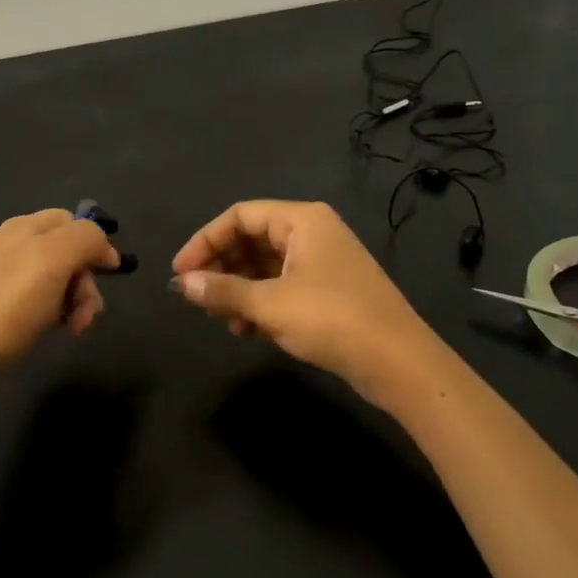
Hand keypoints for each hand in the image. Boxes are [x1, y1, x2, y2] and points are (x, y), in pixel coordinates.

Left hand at [0, 209, 120, 377]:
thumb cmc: (5, 304)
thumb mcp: (53, 259)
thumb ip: (86, 239)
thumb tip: (105, 248)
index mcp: (25, 228)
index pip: (73, 221)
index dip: (95, 243)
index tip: (108, 274)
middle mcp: (13, 246)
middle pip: (68, 253)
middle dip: (86, 281)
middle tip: (86, 313)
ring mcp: (1, 278)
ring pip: (55, 281)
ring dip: (73, 303)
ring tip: (72, 329)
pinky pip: (37, 303)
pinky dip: (52, 316)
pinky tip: (50, 332)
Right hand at [170, 200, 442, 402]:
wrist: (397, 362)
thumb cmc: (331, 319)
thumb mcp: (270, 304)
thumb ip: (223, 291)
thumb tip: (182, 284)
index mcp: (302, 220)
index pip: (240, 216)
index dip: (205, 241)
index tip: (180, 274)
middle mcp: (312, 233)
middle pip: (251, 239)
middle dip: (222, 268)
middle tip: (198, 299)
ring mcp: (322, 263)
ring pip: (266, 267)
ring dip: (239, 290)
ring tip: (222, 319)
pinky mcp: (328, 292)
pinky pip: (282, 287)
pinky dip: (261, 304)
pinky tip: (247, 331)